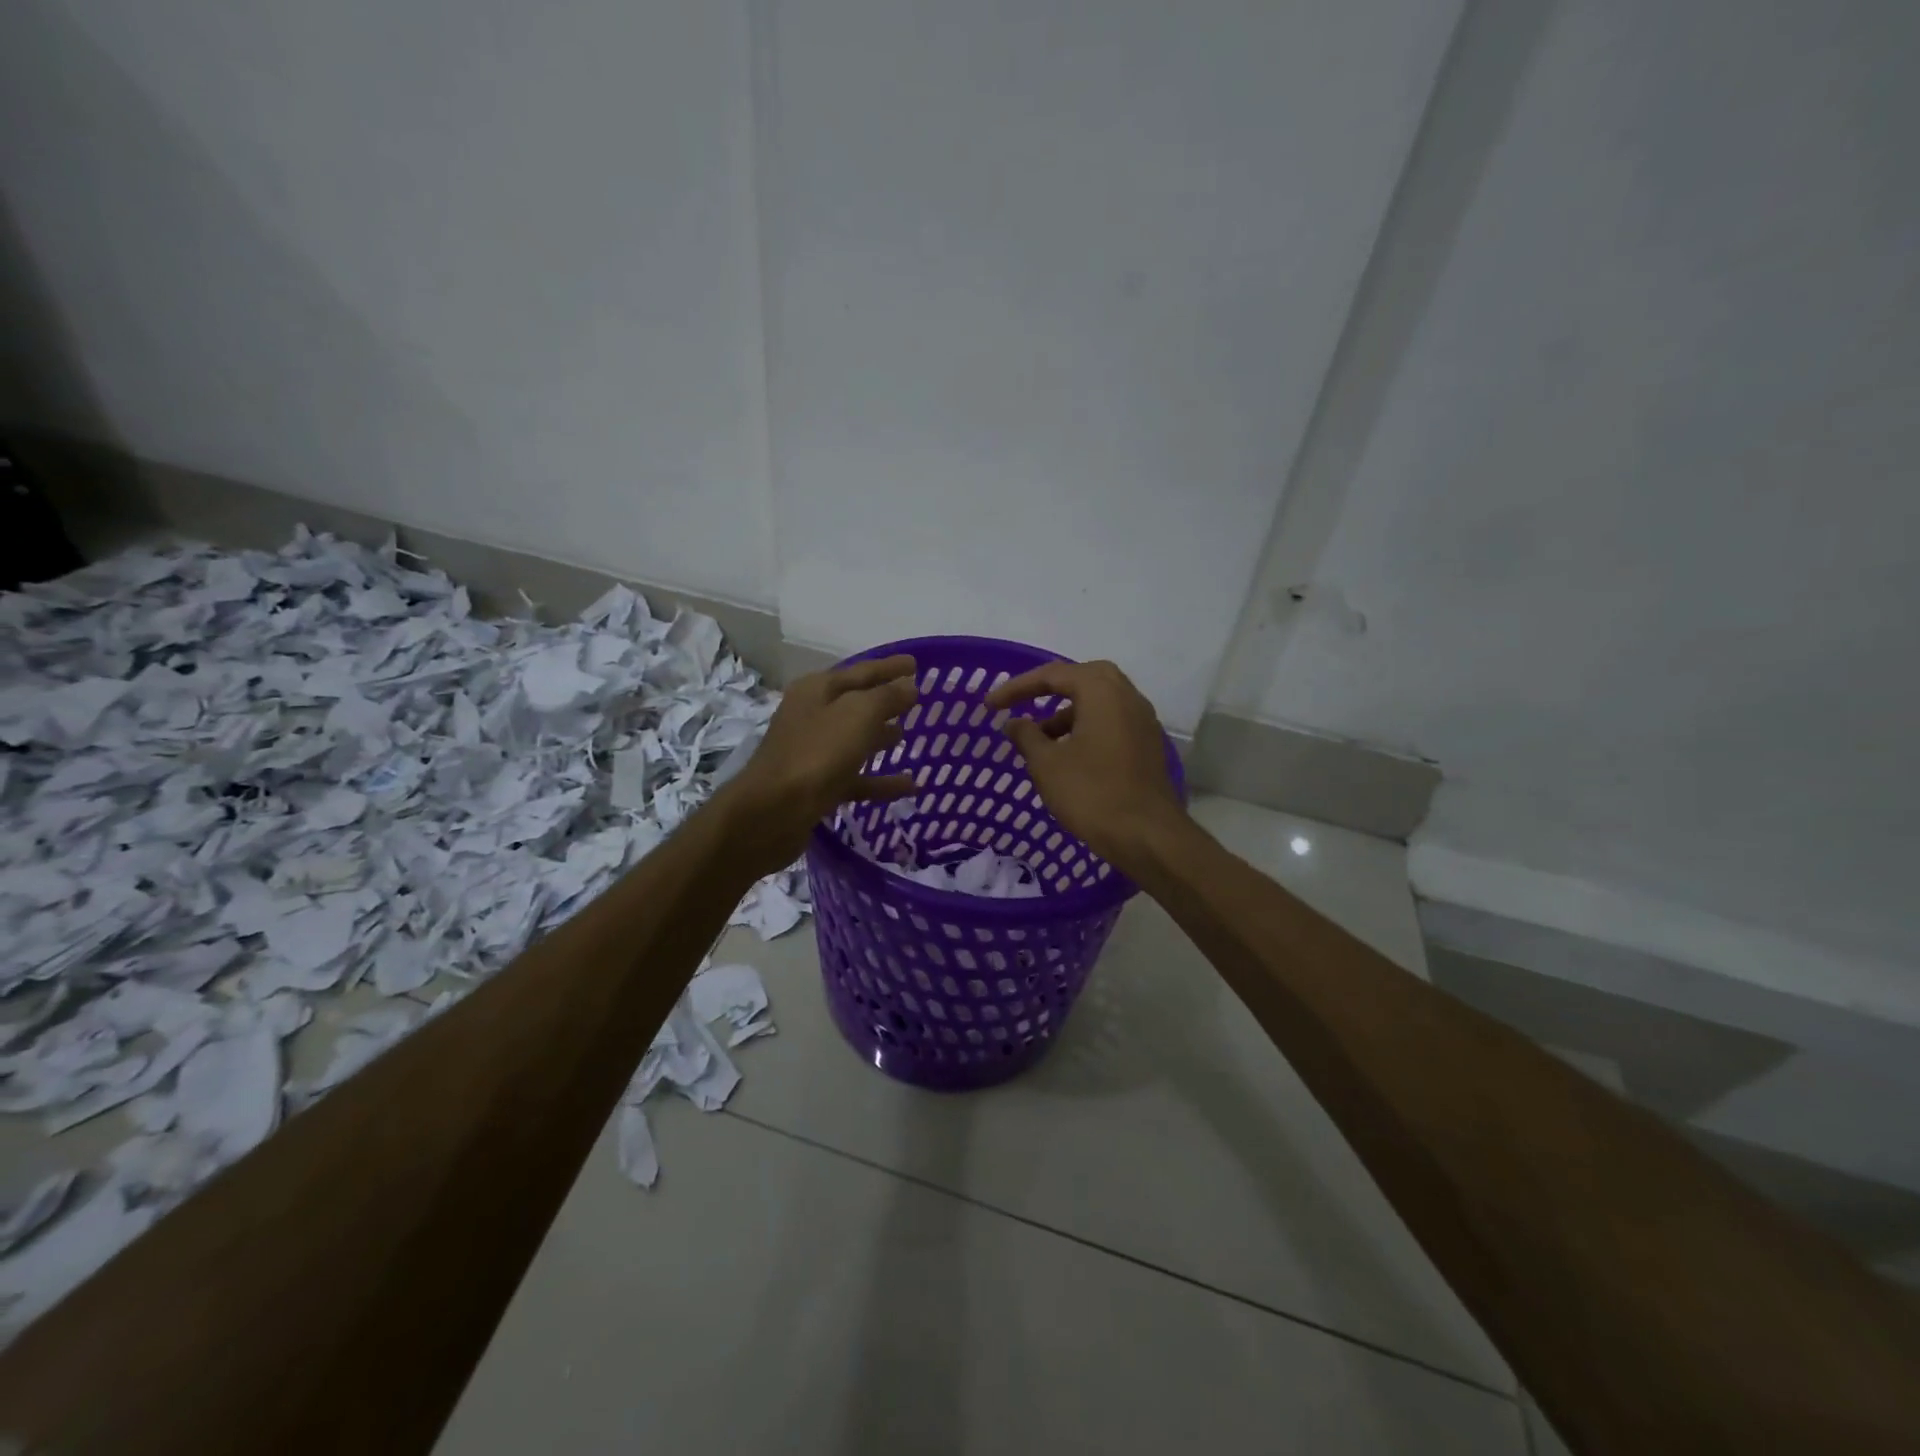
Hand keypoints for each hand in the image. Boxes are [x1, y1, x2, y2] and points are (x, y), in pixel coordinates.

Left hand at [716, 654, 918, 875]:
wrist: (773, 812)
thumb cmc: (817, 753)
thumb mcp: (858, 714)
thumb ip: (887, 697)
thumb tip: (909, 686)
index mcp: (818, 690)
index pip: (862, 670)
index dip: (890, 667)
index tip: (917, 663)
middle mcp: (813, 716)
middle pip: (856, 704)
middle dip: (885, 701)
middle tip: (916, 700)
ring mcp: (813, 753)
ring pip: (854, 740)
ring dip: (880, 737)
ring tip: (908, 737)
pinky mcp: (817, 787)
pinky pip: (856, 777)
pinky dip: (881, 780)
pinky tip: (910, 786)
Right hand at [986, 659, 1186, 876]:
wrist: (1147, 836)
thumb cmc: (1092, 794)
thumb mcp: (1047, 764)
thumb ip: (1026, 736)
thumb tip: (1014, 722)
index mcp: (1102, 692)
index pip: (1053, 675)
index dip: (1017, 687)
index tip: (990, 706)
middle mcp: (1127, 697)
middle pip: (1083, 678)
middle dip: (1049, 689)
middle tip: (1023, 704)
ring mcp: (1143, 721)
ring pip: (1100, 702)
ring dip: (1068, 712)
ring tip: (1040, 739)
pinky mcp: (1147, 746)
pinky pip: (1112, 722)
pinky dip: (1087, 727)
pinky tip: (1068, 755)